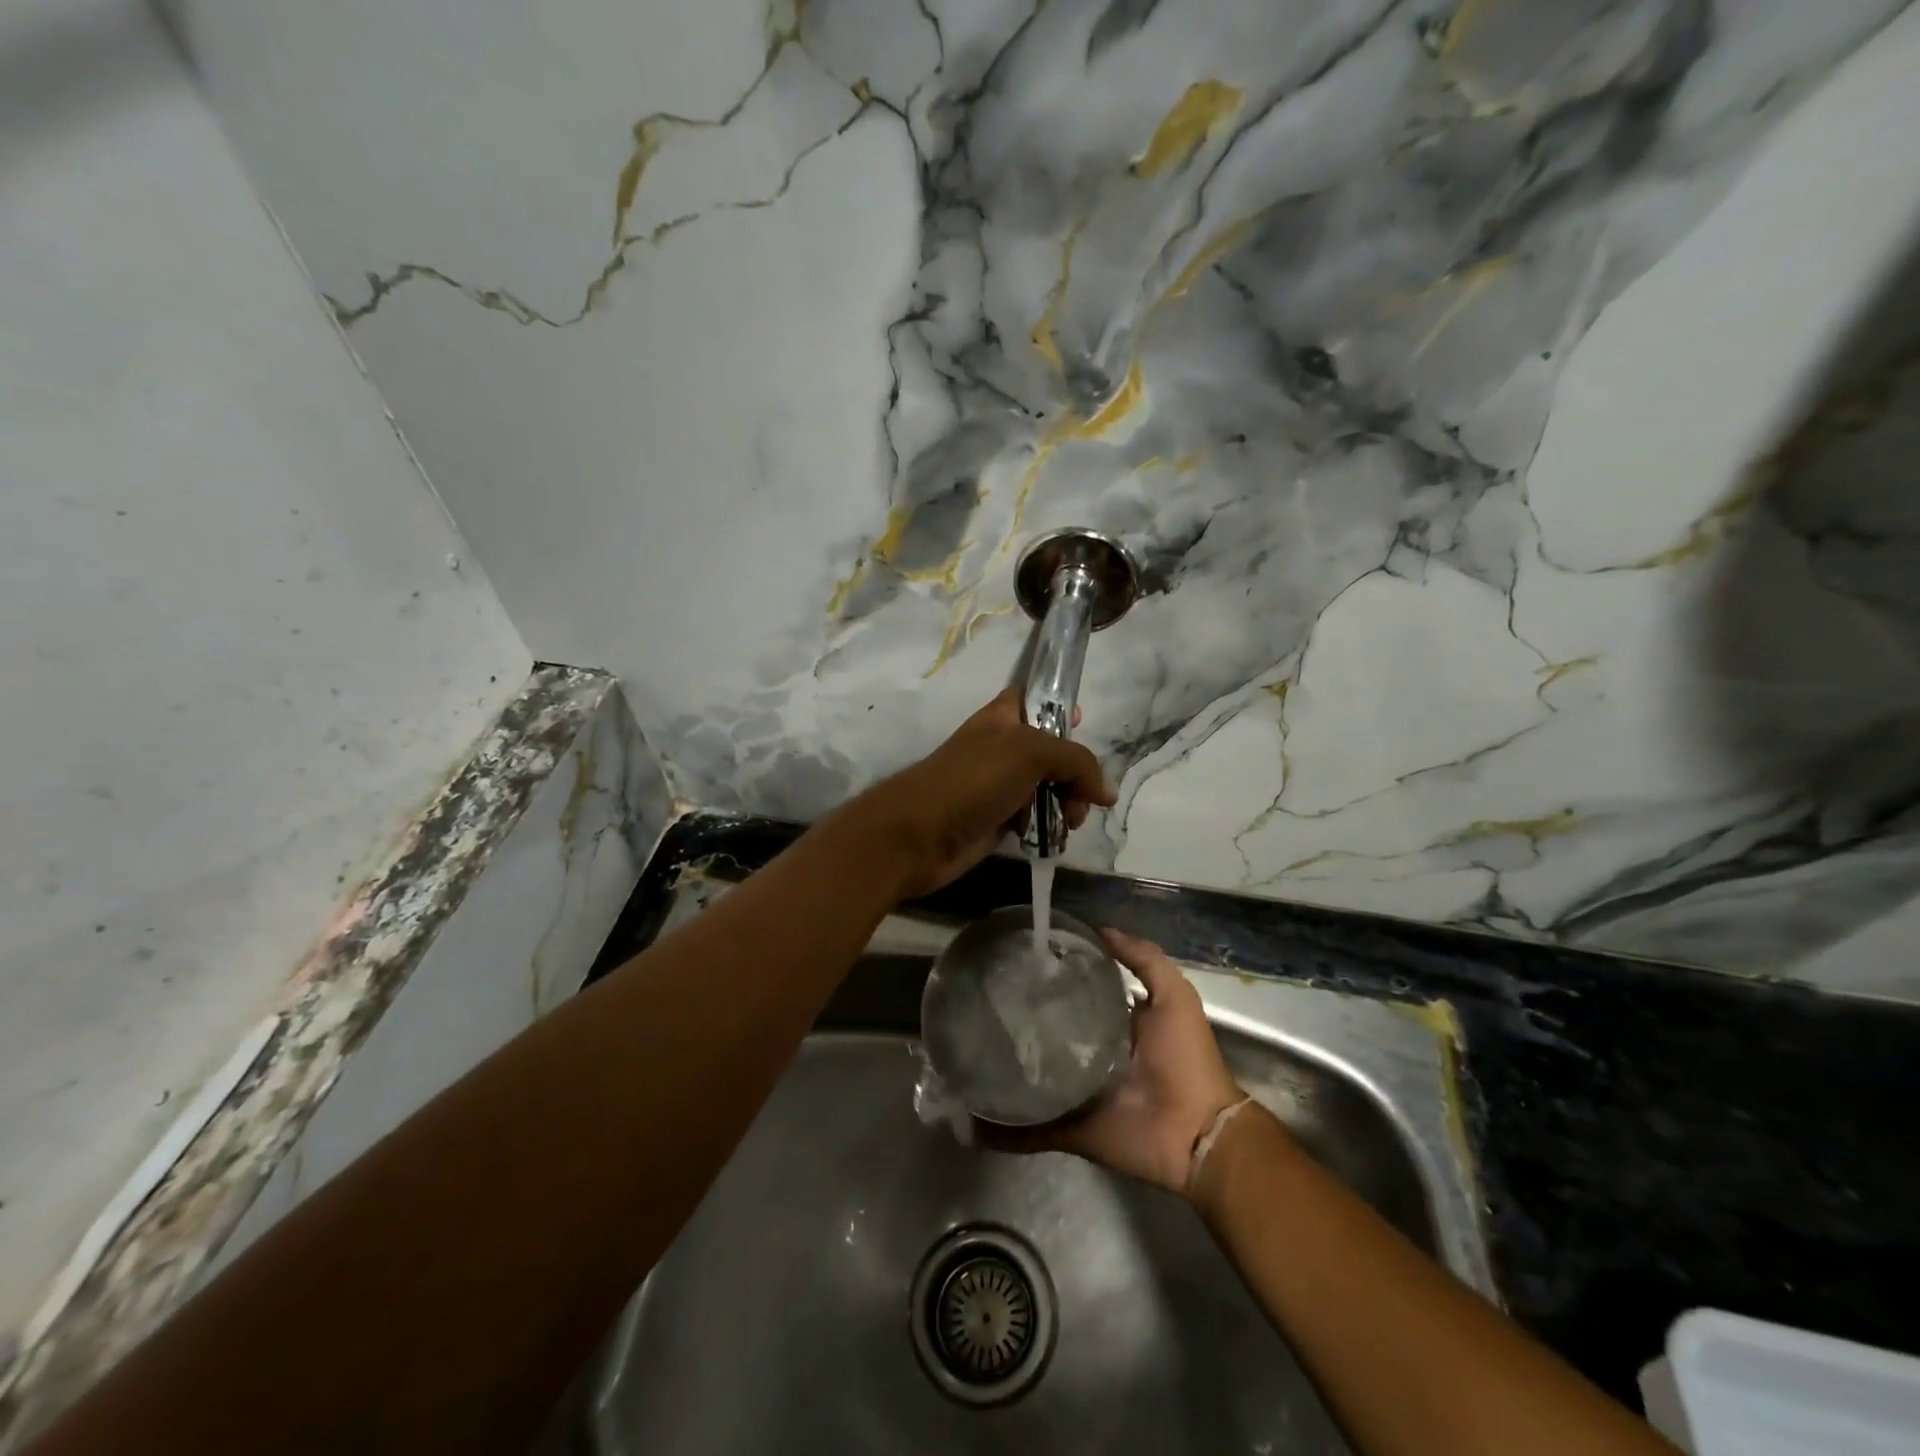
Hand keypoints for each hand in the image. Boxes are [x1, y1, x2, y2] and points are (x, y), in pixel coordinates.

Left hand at [856, 689, 1114, 896]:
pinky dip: (1049, 826)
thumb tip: (1106, 792)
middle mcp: (1002, 748)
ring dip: (1066, 804)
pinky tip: (1054, 838)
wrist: (920, 834)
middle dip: (1075, 772)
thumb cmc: (972, 780)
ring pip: (1047, 787)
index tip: (1084, 723)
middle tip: (1082, 796)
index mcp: (1003, 718)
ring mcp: (998, 786)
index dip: (1059, 706)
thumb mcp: (1029, 753)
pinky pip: (1035, 818)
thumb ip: (1075, 762)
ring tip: (1070, 822)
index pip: (1034, 698)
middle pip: (1052, 750)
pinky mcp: (997, 820)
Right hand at [984, 930, 1246, 1195]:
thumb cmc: (1186, 1058)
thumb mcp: (1174, 996)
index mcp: (1114, 1026)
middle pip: (1048, 1036)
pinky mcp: (1071, 1128)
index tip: (1017, 961)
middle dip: (1018, 1024)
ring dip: (1002, 1074)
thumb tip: (1101, 930)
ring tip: (963, 1056)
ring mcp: (1078, 1095)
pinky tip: (970, 1121)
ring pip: (1032, 1080)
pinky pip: (1031, 1130)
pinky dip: (1001, 1131)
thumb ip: (1145, 960)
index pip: (1075, 995)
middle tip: (980, 1005)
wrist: (1197, 1132)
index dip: (1051, 979)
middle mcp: (1091, 1056)